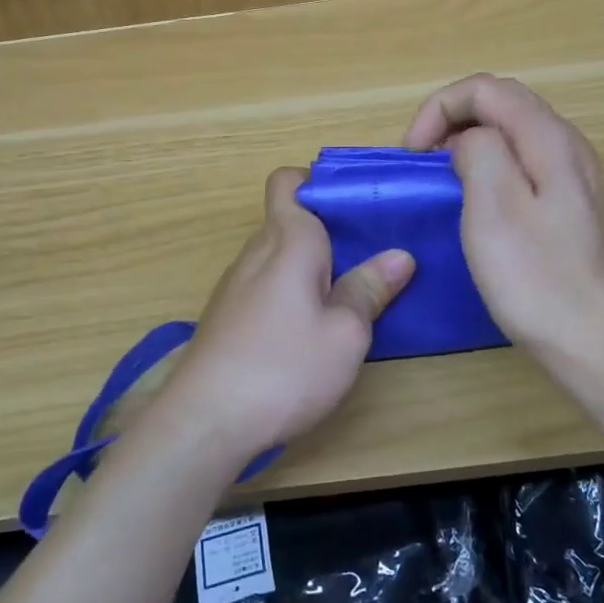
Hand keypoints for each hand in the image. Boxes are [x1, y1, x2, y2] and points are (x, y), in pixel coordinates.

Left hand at [159, 168, 414, 460]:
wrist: (204, 422)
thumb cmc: (283, 369)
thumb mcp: (344, 334)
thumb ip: (369, 289)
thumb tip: (399, 256)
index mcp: (287, 240)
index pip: (289, 181)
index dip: (319, 184)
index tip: (356, 211)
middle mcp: (256, 251)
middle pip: (290, 219)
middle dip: (329, 231)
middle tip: (372, 256)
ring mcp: (236, 284)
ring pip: (279, 255)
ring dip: (312, 267)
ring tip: (350, 294)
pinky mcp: (227, 315)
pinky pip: (266, 284)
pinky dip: (291, 292)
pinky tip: (310, 329)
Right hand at [404, 73, 603, 372]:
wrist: (597, 342)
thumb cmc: (538, 278)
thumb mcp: (494, 206)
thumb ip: (478, 150)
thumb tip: (468, 141)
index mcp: (549, 138)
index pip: (486, 88)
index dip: (440, 108)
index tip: (413, 154)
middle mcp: (567, 145)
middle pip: (501, 104)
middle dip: (451, 121)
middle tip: (421, 165)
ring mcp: (572, 176)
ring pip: (511, 133)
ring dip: (467, 144)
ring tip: (440, 182)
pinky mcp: (569, 205)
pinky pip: (521, 163)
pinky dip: (487, 167)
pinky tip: (476, 204)